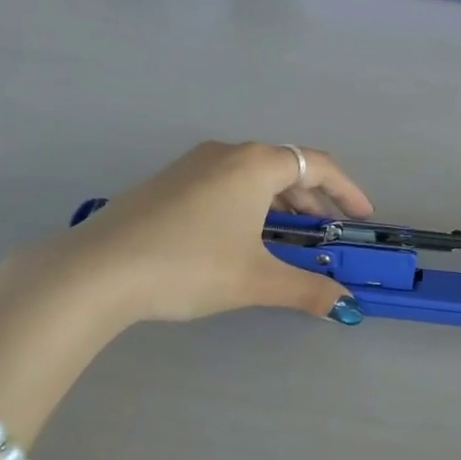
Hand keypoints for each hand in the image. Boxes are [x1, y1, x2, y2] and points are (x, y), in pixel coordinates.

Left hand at [63, 141, 374, 325]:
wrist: (98, 270)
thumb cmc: (189, 266)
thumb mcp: (255, 280)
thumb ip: (307, 289)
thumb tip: (345, 306)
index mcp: (254, 164)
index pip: (318, 164)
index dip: (347, 190)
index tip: (362, 216)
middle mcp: (225, 153)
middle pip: (284, 166)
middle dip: (313, 197)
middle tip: (327, 230)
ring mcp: (191, 165)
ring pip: (251, 174)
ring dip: (278, 201)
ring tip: (287, 236)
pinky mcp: (166, 182)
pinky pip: (223, 182)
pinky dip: (247, 203)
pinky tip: (239, 236)